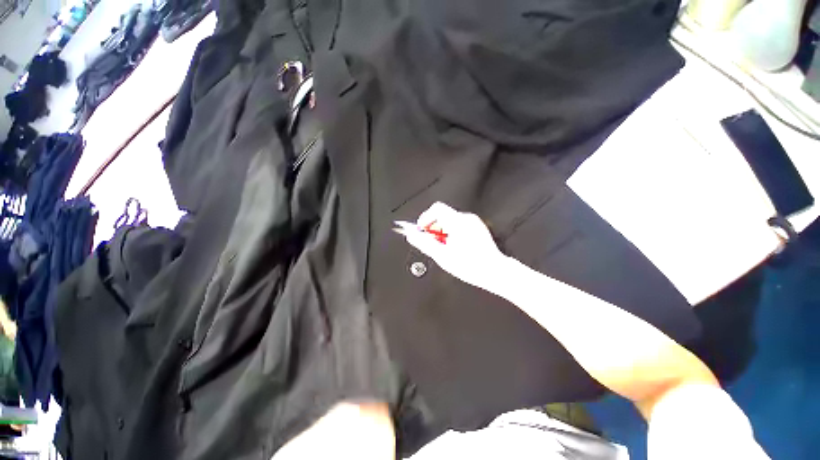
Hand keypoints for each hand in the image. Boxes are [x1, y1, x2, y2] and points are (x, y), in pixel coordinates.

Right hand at [394, 202, 507, 292]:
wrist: (494, 271)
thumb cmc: (470, 266)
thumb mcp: (442, 256)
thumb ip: (425, 243)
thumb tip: (412, 235)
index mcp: (458, 222)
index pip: (437, 208)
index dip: (425, 218)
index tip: (422, 230)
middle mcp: (466, 219)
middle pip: (442, 215)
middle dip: (433, 227)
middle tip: (432, 242)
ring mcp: (473, 222)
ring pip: (449, 221)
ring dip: (442, 231)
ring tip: (443, 247)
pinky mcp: (477, 227)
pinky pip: (458, 225)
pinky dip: (451, 232)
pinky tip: (453, 246)